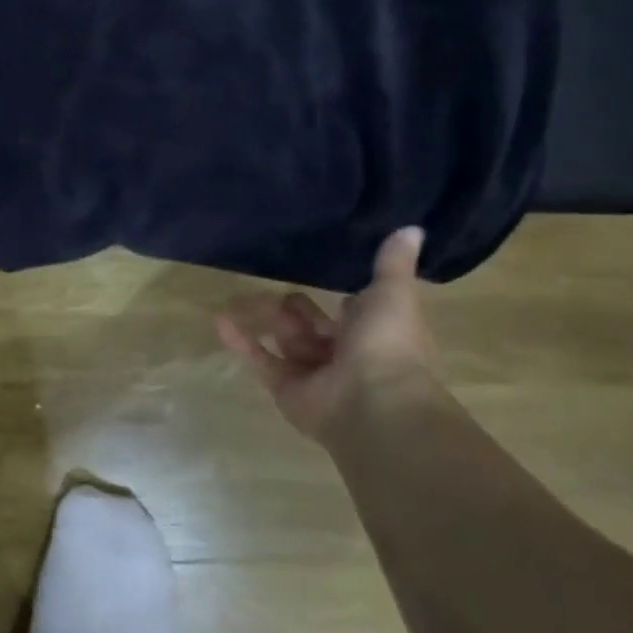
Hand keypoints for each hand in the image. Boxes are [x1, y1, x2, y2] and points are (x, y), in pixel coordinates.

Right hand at [216, 227, 442, 442]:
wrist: (375, 403)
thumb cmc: (388, 344)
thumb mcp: (393, 294)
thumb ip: (391, 264)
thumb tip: (412, 228)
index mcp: (375, 333)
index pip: (351, 312)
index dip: (339, 300)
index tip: (317, 275)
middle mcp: (344, 354)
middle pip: (310, 325)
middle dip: (293, 308)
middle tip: (274, 291)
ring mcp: (313, 373)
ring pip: (284, 339)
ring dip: (263, 319)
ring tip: (236, 298)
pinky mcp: (285, 388)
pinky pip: (260, 359)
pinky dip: (240, 340)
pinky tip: (219, 320)